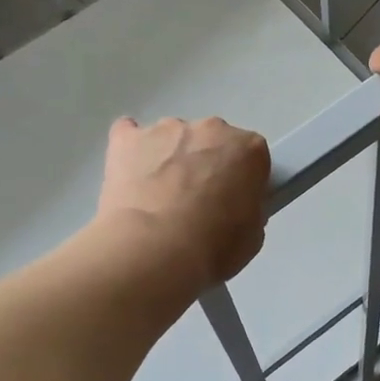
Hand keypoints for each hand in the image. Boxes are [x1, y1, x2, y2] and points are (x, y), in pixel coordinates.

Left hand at [96, 116, 269, 287]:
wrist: (154, 251)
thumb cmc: (213, 247)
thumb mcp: (252, 236)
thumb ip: (248, 207)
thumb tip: (232, 206)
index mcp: (248, 149)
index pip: (251, 156)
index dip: (243, 180)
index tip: (233, 202)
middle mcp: (210, 129)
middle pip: (212, 140)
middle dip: (206, 165)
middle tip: (197, 204)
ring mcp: (165, 129)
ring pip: (172, 139)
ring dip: (170, 161)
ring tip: (158, 202)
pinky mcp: (127, 139)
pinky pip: (129, 135)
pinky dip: (132, 152)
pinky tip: (130, 179)